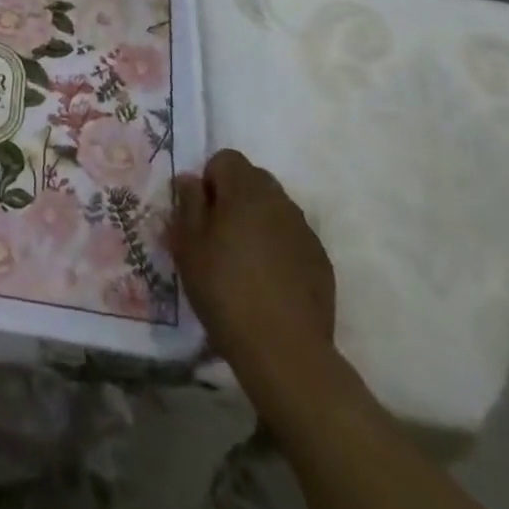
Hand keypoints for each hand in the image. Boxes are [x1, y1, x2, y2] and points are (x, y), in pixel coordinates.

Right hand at [172, 150, 335, 372]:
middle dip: (234, 197)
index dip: (209, 180)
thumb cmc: (224, 289)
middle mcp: (280, 201)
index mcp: (246, 190)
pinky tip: (267, 281)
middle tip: (217, 235)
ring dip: (256, 221)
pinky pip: (292, 237)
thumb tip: (191, 180)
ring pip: (274, 209)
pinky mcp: (321, 261)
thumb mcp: (188, 244)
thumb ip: (188, 203)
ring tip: (242, 261)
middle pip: (253, 180)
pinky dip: (277, 247)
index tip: (200, 214)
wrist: (284, 349)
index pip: (226, 159)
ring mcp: (305, 231)